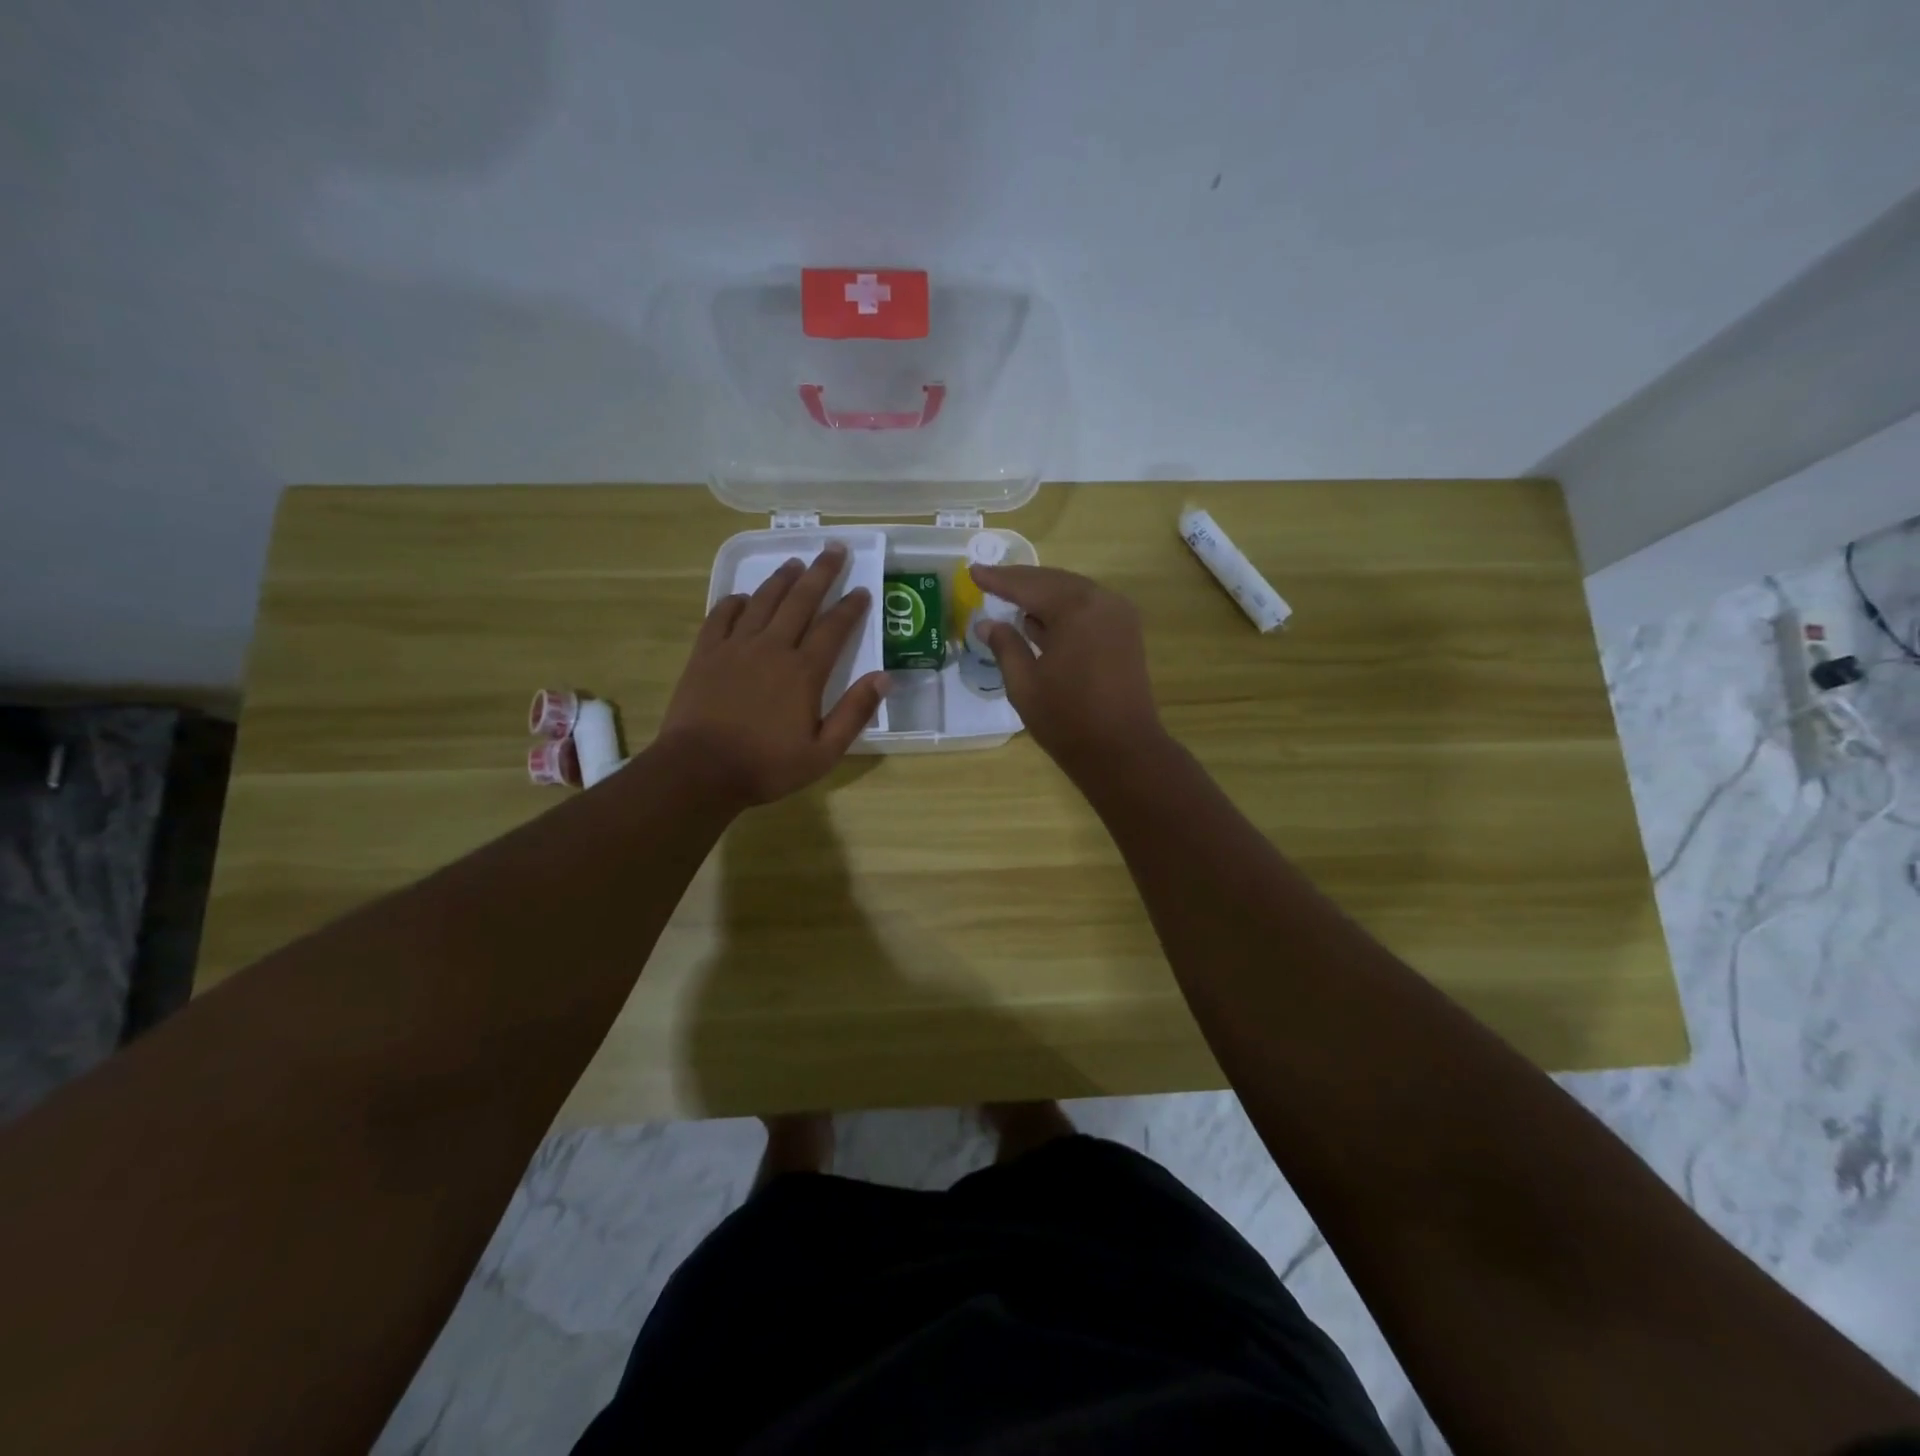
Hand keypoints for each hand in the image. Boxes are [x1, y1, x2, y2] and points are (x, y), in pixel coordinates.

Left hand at [658, 543, 886, 806]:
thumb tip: (884, 677)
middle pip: (800, 601)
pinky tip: (742, 596)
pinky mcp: (706, 654)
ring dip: (781, 579)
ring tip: (795, 562)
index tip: (862, 590)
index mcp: (804, 672)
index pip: (834, 628)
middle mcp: (772, 648)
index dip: (851, 607)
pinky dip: (735, 602)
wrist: (700, 770)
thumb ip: (855, 712)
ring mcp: (735, 647)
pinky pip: (721, 616)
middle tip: (834, 549)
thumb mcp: (823, 752)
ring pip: (763, 601)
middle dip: (821, 573)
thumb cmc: (766, 766)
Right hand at [969, 564, 1165, 776]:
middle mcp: (1101, 601)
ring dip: (1042, 593)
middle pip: (1053, 581)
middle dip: (1020, 582)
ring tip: (1010, 596)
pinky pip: (1088, 608)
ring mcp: (1119, 616)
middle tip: (989, 579)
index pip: (1028, 586)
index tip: (973, 571)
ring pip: (1073, 592)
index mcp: (1075, 609)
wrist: (1122, 751)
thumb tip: (987, 624)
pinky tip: (1040, 619)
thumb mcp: (1024, 684)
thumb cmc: (1067, 719)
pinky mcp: (1126, 634)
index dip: (998, 580)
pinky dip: (1063, 608)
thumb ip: (1005, 646)